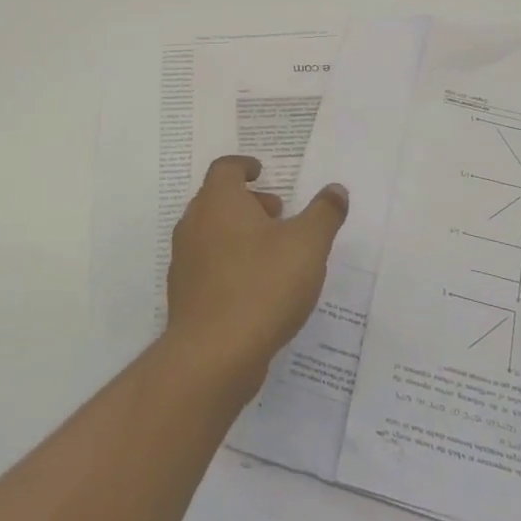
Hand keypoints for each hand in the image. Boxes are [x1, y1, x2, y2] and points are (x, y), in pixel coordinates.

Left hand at [165, 156, 348, 398]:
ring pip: (212, 234)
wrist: (214, 354)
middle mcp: (194, 225)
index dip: (244, 166)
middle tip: (278, 214)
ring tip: (274, 253)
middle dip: (249, 202)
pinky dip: (230, 264)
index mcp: (218, 202)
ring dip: (240, 234)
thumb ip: (324, 213)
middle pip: (217, 200)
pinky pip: (208, 266)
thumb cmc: (263, 284)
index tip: (263, 172)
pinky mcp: (184, 296)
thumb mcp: (308, 244)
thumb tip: (336, 190)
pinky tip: (257, 288)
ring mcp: (184, 262)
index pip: (225, 168)